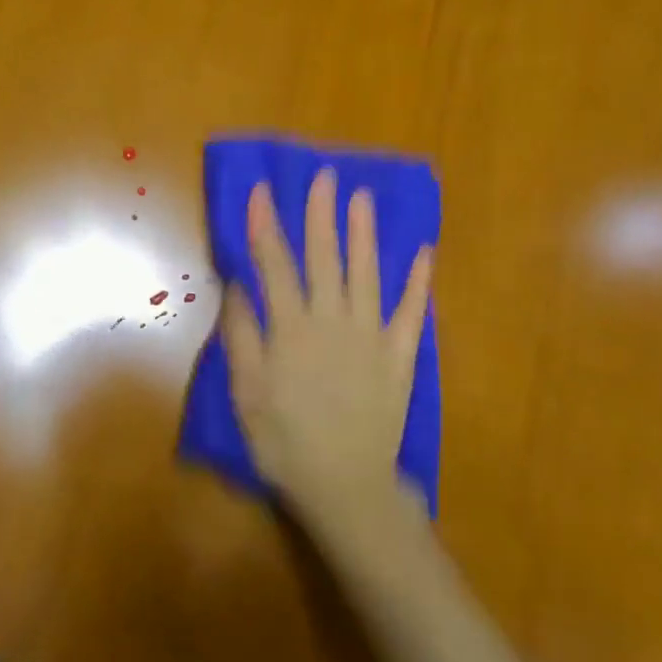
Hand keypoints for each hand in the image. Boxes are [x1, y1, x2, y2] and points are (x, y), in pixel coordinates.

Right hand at [221, 169, 434, 525]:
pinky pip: (411, 313)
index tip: (262, 191)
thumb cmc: (285, 441)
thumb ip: (242, 335)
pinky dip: (418, 282)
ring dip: (363, 234)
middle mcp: (332, 321)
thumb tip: (238, 285)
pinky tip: (423, 253)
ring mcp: (371, 336)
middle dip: (320, 214)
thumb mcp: (246, 393)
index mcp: (291, 329)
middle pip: (324, 257)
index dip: (266, 225)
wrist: (346, 485)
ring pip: (366, 273)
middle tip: (324, 176)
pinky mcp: (400, 357)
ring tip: (362, 198)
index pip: (275, 264)